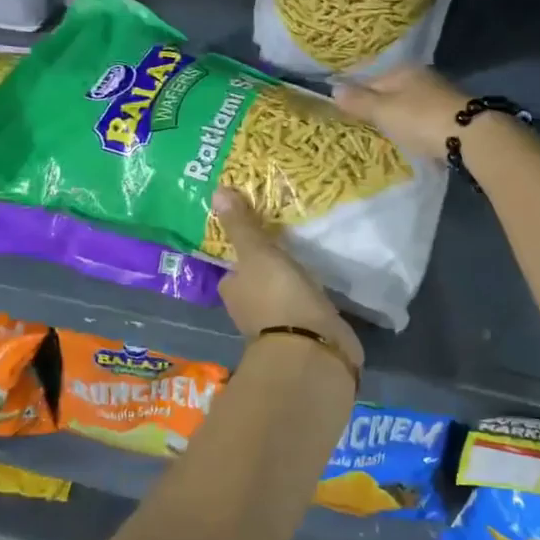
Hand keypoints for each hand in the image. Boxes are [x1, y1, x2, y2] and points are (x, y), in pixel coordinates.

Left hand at [212, 188, 362, 372]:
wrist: (312, 349)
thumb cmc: (277, 296)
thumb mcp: (257, 253)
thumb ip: (241, 225)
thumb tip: (216, 190)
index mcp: (232, 291)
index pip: (233, 268)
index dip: (244, 253)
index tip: (261, 235)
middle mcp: (249, 310)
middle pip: (257, 282)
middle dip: (269, 268)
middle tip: (288, 240)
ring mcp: (278, 326)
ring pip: (281, 296)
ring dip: (291, 284)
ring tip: (309, 257)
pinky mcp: (305, 335)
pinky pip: (305, 309)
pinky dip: (310, 299)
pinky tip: (323, 286)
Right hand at [333, 66, 473, 159]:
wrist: (469, 137)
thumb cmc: (419, 119)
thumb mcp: (383, 111)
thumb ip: (359, 101)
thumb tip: (334, 88)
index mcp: (402, 70)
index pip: (369, 78)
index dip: (354, 93)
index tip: (341, 110)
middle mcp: (421, 77)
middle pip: (389, 90)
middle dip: (376, 105)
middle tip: (360, 125)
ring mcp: (438, 95)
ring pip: (407, 103)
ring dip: (395, 116)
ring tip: (383, 133)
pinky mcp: (450, 114)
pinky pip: (421, 117)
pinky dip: (412, 125)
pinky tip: (409, 136)